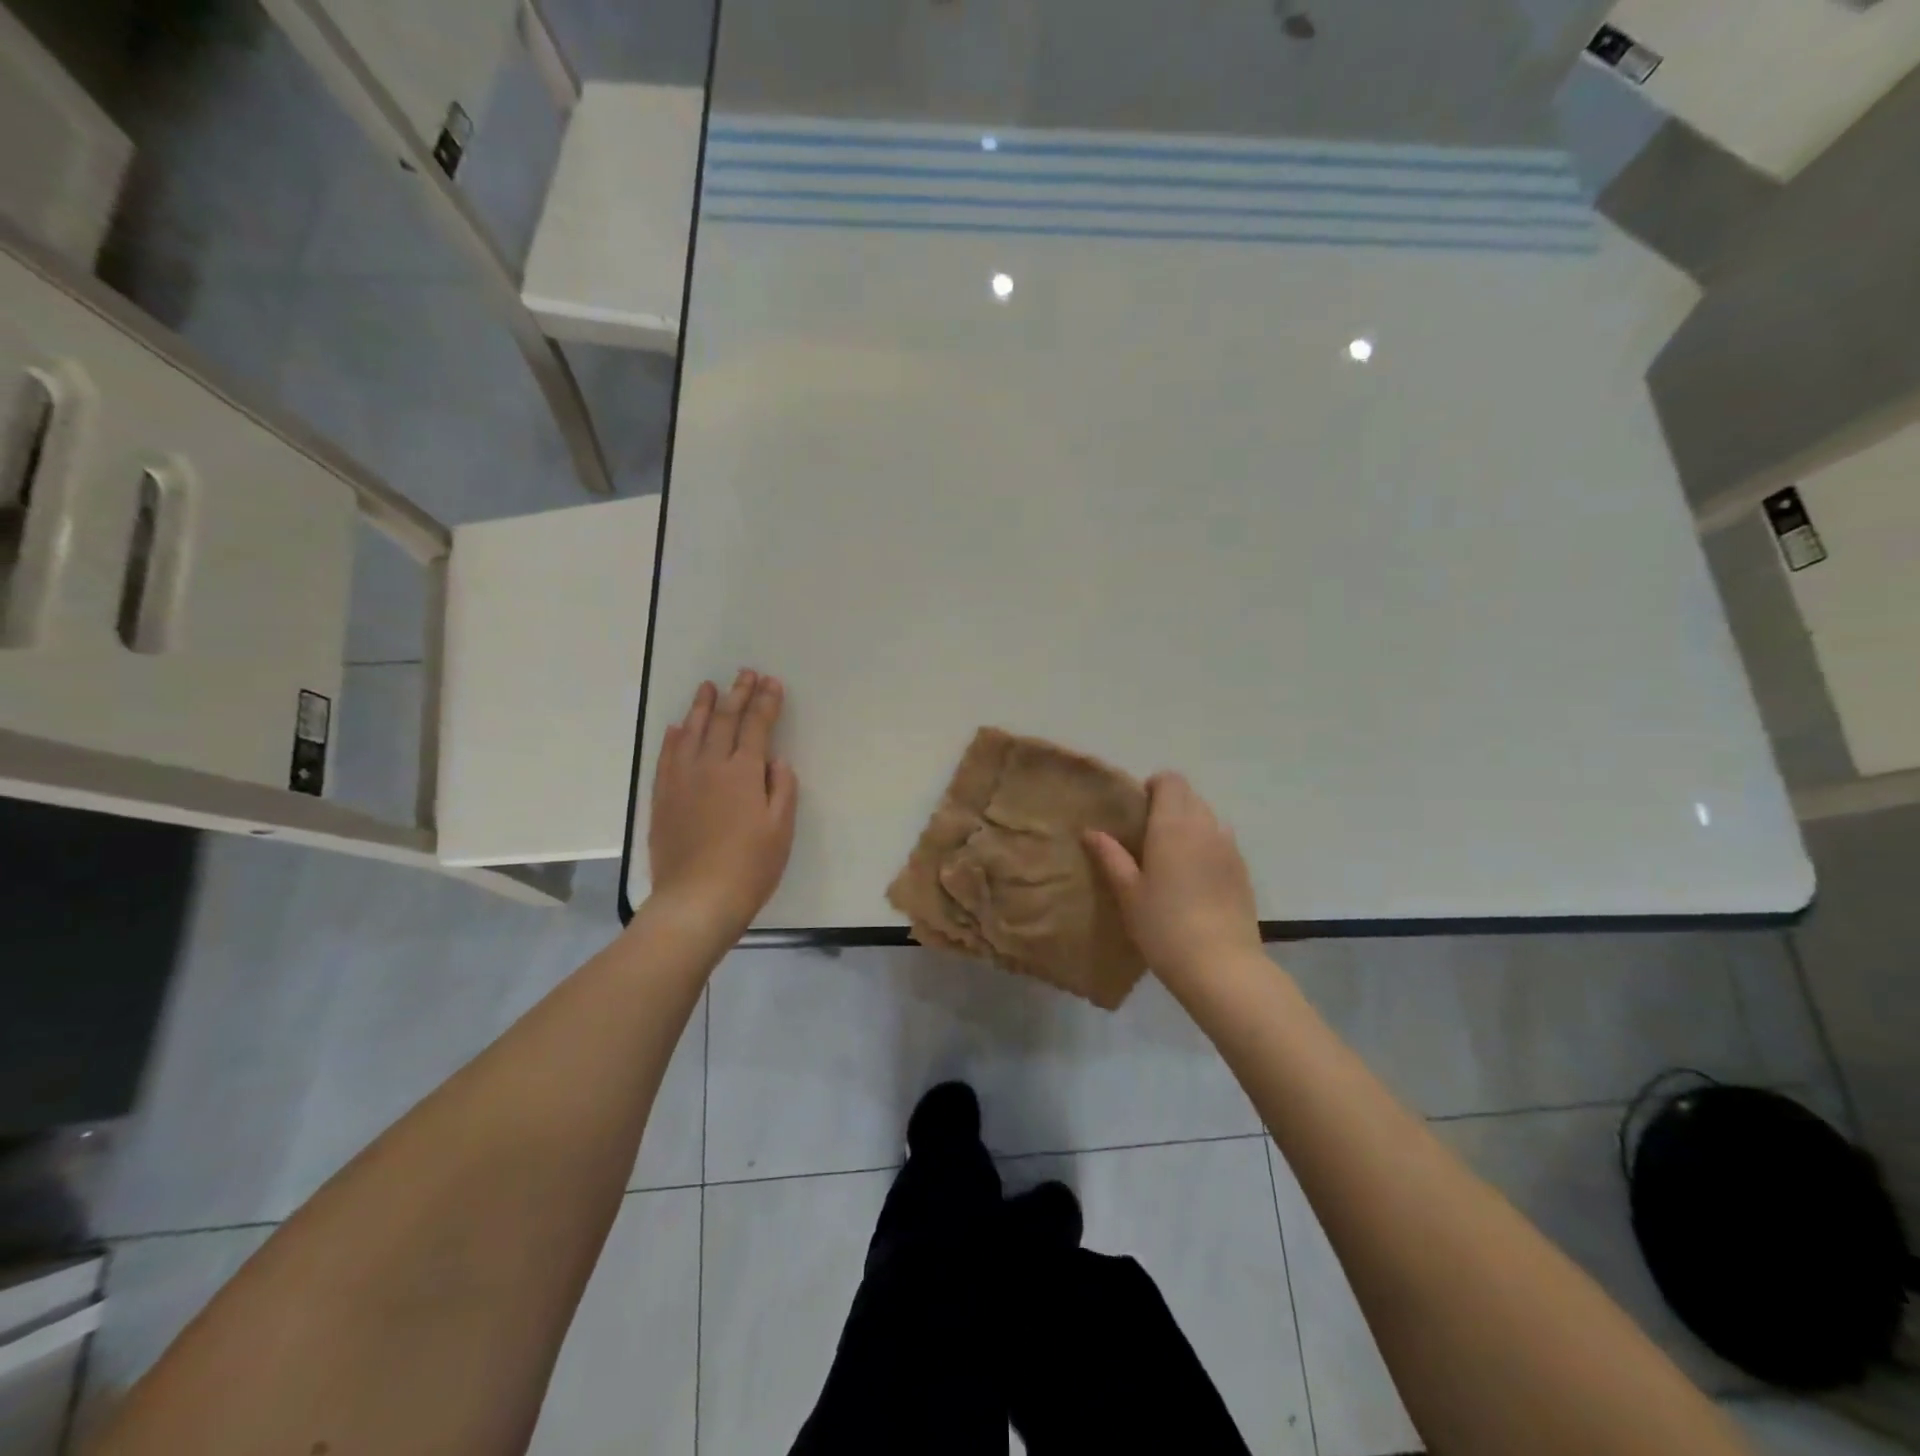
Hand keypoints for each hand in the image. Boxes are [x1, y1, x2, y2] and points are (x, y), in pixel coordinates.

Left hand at [648, 670, 797, 944]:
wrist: (697, 899)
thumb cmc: (750, 866)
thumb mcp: (781, 829)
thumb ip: (782, 789)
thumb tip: (775, 761)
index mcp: (743, 772)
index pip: (757, 726)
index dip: (765, 702)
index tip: (771, 682)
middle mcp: (710, 766)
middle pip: (724, 721)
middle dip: (737, 694)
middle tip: (745, 673)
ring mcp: (681, 780)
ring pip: (691, 732)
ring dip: (701, 707)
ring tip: (708, 687)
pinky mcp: (662, 798)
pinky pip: (666, 757)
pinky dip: (672, 738)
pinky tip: (676, 728)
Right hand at [1085, 772, 1262, 982]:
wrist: (1221, 966)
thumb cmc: (1164, 926)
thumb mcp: (1128, 893)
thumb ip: (1111, 856)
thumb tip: (1092, 831)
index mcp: (1173, 825)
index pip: (1170, 780)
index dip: (1153, 786)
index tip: (1137, 811)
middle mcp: (1205, 826)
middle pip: (1190, 796)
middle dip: (1169, 804)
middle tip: (1147, 836)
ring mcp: (1229, 847)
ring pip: (1208, 818)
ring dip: (1190, 824)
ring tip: (1172, 858)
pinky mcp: (1243, 870)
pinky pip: (1222, 842)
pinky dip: (1207, 846)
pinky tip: (1195, 879)